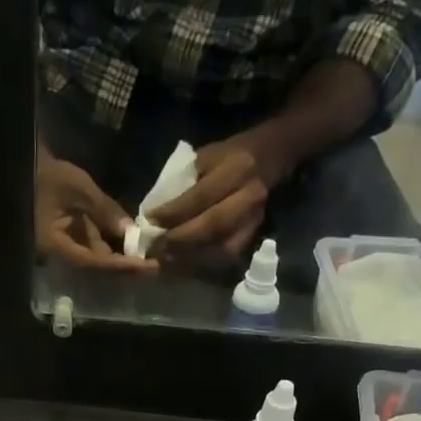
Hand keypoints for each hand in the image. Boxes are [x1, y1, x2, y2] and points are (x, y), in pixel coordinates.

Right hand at [36, 148, 155, 272]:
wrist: (26, 163)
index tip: (145, 266)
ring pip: (97, 255)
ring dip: (121, 253)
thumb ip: (104, 210)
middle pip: (97, 264)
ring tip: (148, 252)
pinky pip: (93, 244)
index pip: (94, 262)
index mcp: (56, 245)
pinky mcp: (70, 236)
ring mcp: (65, 245)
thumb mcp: (78, 188)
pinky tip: (132, 239)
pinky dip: (112, 242)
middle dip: (125, 262)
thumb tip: (130, 231)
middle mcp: (60, 252)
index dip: (120, 265)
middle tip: (154, 262)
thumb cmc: (46, 173)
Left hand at [150, 127, 293, 263]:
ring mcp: (254, 221)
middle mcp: (249, 197)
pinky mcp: (253, 237)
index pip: (200, 196)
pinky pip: (226, 259)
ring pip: (220, 249)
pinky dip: (202, 265)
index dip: (173, 213)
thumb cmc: (231, 155)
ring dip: (189, 259)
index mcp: (236, 169)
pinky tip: (182, 265)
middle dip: (179, 240)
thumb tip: (155, 213)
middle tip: (154, 247)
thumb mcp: (206, 156)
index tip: (149, 221)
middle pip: (211, 226)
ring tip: (164, 261)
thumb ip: (183, 182)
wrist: (271, 158)